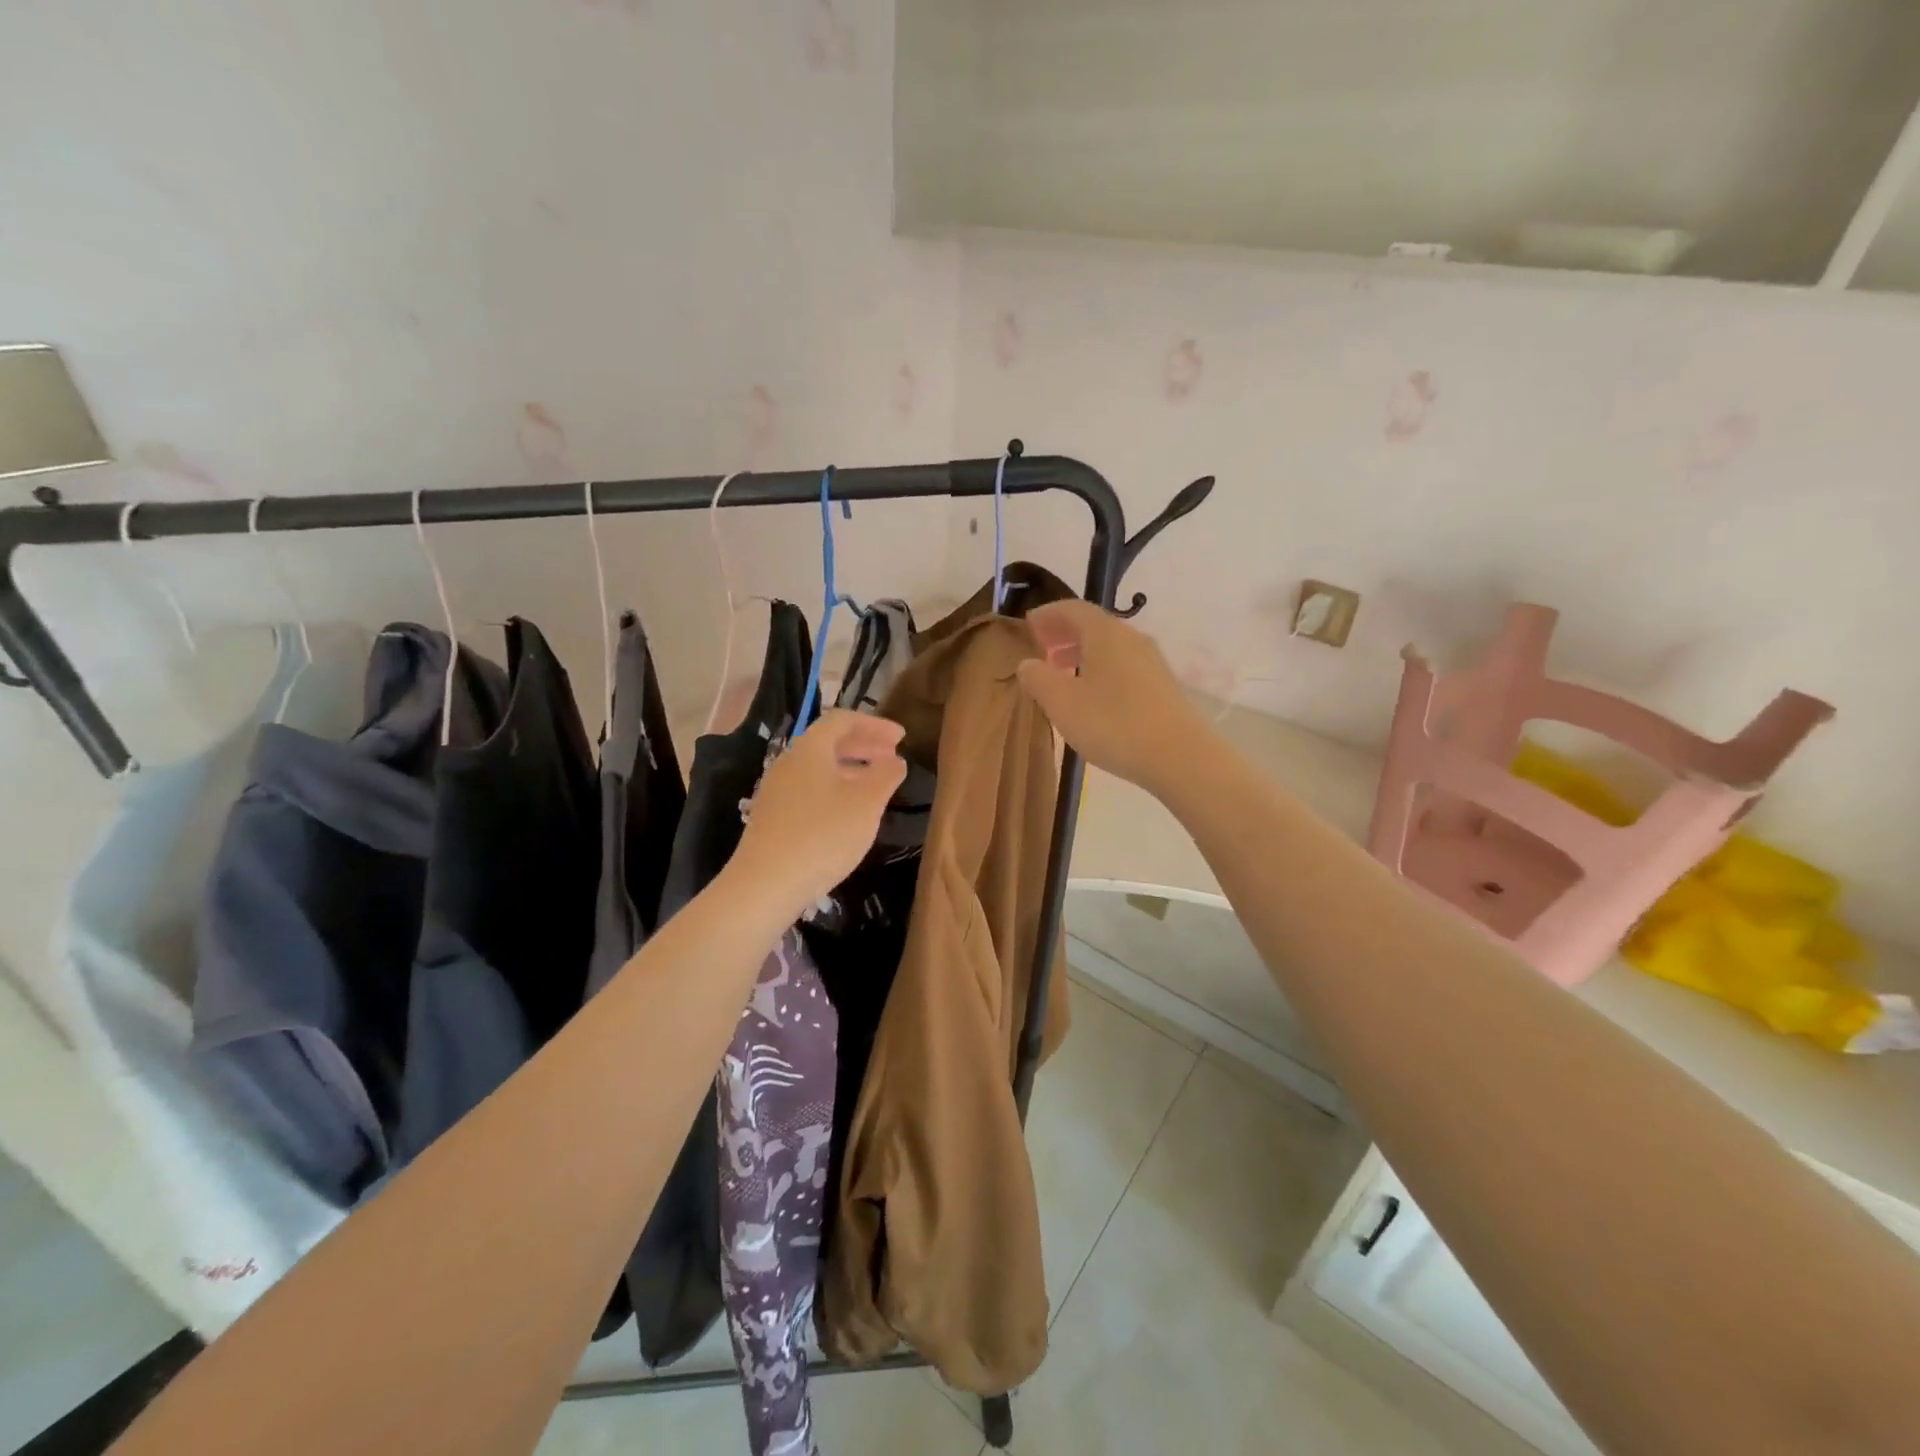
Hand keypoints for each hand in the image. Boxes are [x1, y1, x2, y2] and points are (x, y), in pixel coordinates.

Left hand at [728, 709, 907, 920]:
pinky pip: (809, 788)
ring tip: (876, 783)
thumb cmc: (823, 835)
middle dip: (863, 745)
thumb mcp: (866, 804)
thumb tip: (895, 760)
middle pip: (828, 742)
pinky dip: (835, 788)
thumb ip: (885, 775)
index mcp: (810, 749)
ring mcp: (777, 790)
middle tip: (892, 756)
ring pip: (819, 767)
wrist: (766, 884)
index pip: (842, 720)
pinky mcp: (773, 816)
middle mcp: (789, 762)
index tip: (901, 737)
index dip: (874, 724)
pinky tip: (848, 811)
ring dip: (850, 768)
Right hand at [1015, 600, 1211, 793]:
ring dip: (1083, 653)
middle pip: (1094, 626)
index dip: (1048, 614)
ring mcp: (1152, 662)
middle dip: (1065, 634)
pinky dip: (1102, 670)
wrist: (1179, 756)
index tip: (1029, 625)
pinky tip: (1094, 697)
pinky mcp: (1163, 687)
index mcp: (1105, 633)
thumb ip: (1038, 679)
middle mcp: (1131, 638)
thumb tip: (1027, 663)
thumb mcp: (1062, 703)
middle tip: (1042, 648)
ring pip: (1111, 647)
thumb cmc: (1113, 723)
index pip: (1073, 609)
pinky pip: (1124, 666)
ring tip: (1063, 674)